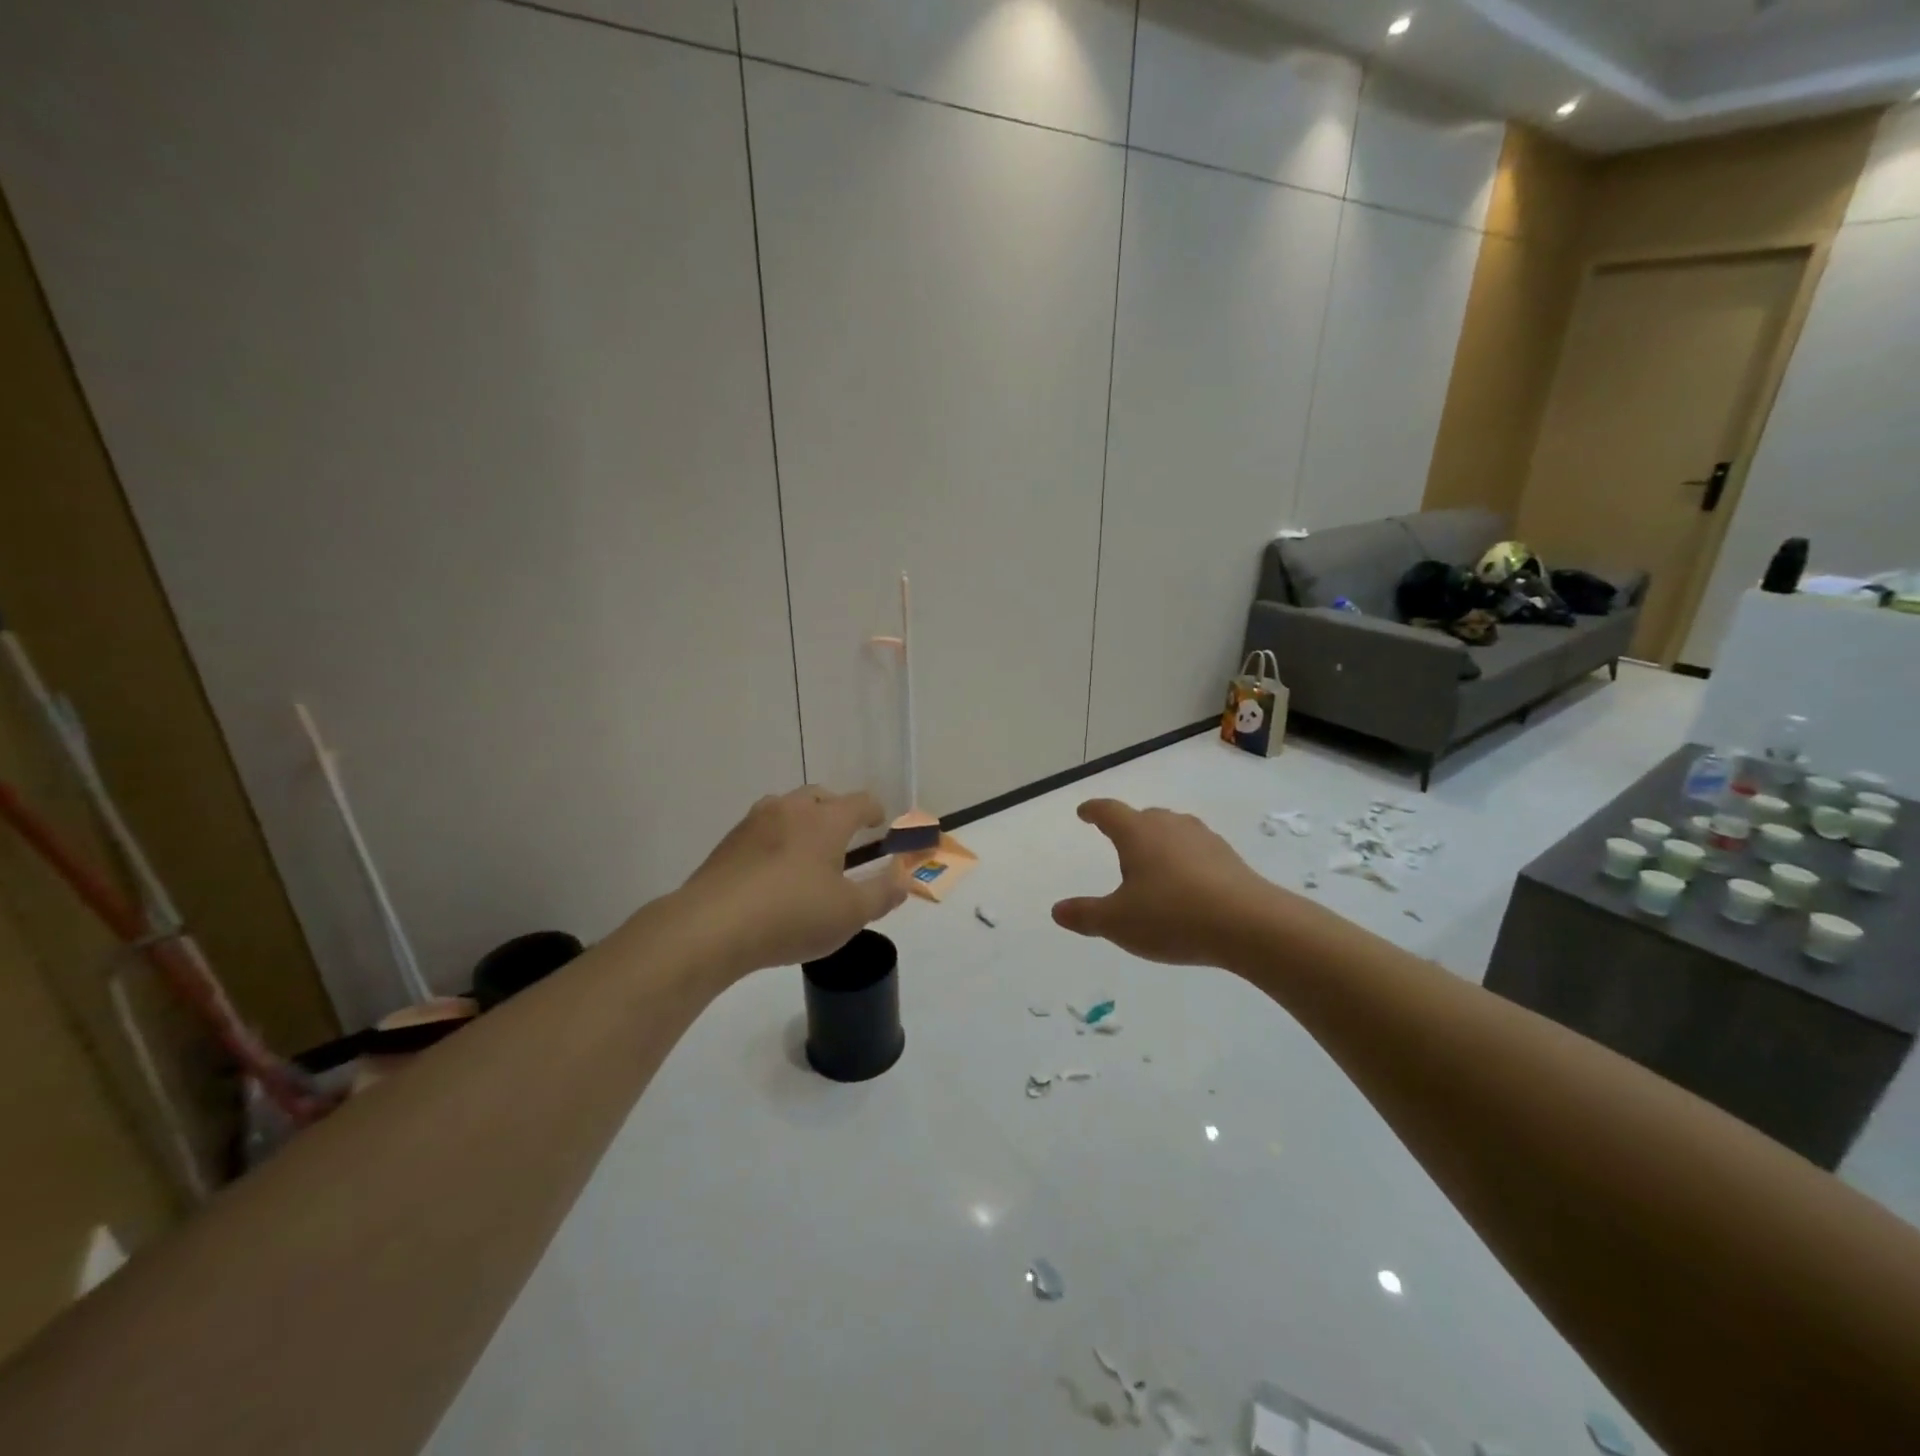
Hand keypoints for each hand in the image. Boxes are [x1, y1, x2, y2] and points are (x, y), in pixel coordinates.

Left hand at [677, 786, 907, 976]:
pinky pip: (762, 830)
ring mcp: (754, 823)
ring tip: (807, 851)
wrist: (711, 927)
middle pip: (820, 796)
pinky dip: (776, 840)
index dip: (874, 810)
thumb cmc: (792, 916)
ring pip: (786, 808)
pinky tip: (774, 871)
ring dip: (803, 822)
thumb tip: (904, 879)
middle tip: (844, 837)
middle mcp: (790, 810)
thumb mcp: (850, 914)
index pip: (859, 801)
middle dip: (837, 811)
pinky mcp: (728, 843)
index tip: (879, 824)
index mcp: (825, 820)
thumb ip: (883, 893)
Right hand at [1052, 799, 1277, 966]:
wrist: (1249, 925)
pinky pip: (1197, 850)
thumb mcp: (1118, 922)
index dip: (1093, 811)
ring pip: (1173, 830)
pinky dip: (1185, 859)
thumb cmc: (1172, 916)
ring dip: (1159, 840)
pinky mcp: (1229, 858)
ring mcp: (1203, 839)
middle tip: (1118, 839)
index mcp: (1137, 833)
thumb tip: (1057, 910)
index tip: (1084, 812)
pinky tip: (1187, 882)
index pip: (1109, 811)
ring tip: (1153, 861)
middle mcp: (1170, 826)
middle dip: (1128, 825)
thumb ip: (1085, 915)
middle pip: (1143, 816)